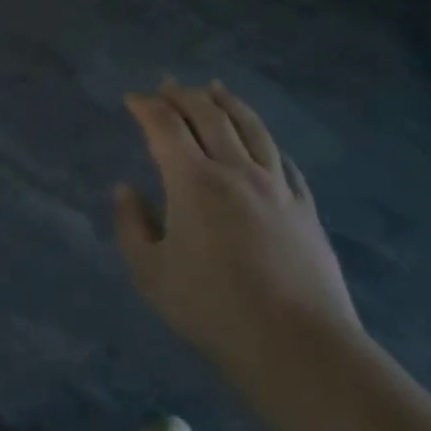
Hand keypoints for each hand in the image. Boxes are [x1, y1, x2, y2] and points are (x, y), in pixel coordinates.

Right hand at [115, 80, 362, 397]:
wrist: (298, 345)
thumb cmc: (212, 309)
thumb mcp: (150, 273)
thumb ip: (131, 225)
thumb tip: (126, 190)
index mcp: (193, 181)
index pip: (165, 126)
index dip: (145, 106)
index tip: (132, 98)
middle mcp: (235, 169)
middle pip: (208, 115)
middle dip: (183, 95)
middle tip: (167, 85)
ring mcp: (276, 186)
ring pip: (251, 127)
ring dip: (227, 103)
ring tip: (215, 90)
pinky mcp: (304, 207)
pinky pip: (282, 159)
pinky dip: (264, 139)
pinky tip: (261, 139)